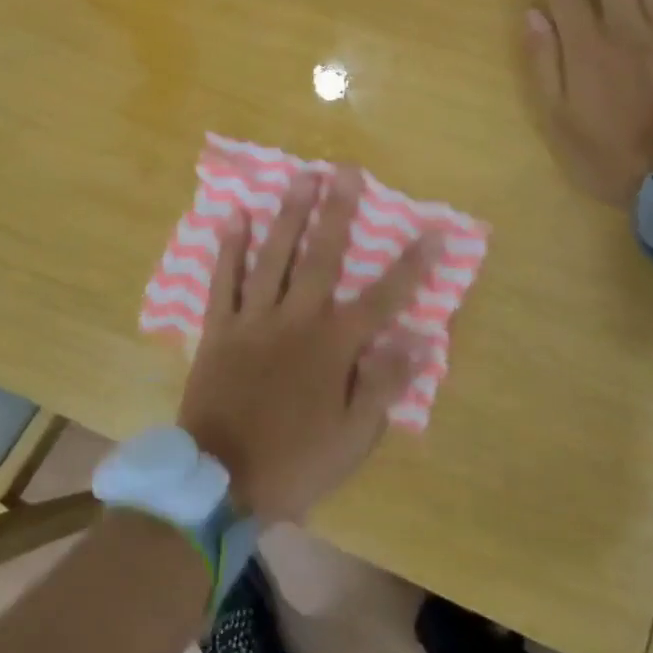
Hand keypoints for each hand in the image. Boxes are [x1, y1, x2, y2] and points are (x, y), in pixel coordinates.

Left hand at [177, 167, 434, 525]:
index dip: (412, 265)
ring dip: (289, 213)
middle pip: (322, 256)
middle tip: (346, 170)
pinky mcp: (219, 327)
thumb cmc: (295, 463)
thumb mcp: (353, 438)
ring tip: (301, 176)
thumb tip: (420, 339)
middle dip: (338, 212)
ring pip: (274, 256)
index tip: (434, 230)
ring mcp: (254, 318)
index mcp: (334, 347)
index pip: (383, 298)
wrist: (220, 482)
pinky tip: (236, 215)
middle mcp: (296, 319)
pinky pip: (224, 280)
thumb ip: (384, 384)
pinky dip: (229, 247)